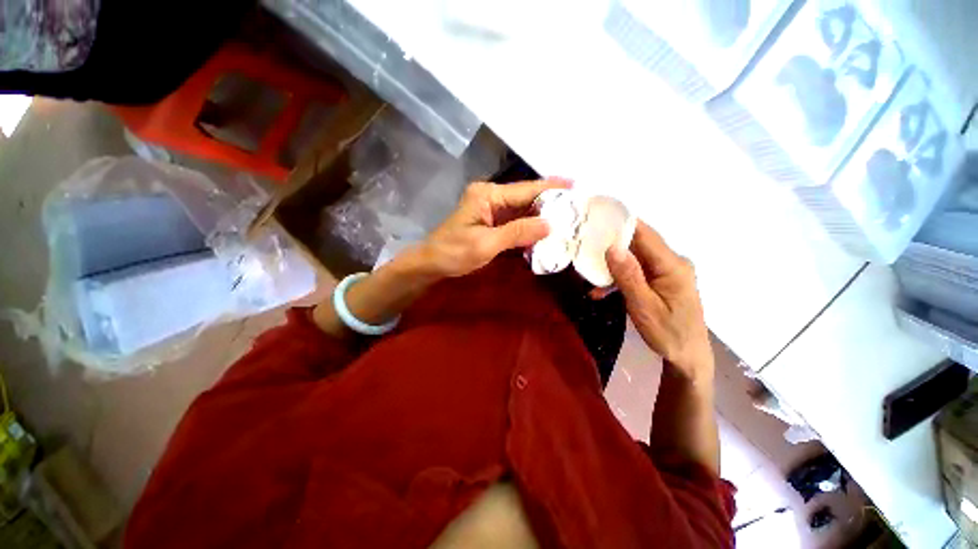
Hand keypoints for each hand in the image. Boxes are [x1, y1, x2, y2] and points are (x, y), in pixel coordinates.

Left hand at [419, 178, 572, 277]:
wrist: (432, 263)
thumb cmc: (453, 253)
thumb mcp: (485, 244)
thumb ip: (517, 232)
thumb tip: (549, 224)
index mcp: (487, 195)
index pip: (525, 190)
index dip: (551, 189)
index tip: (575, 186)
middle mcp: (491, 197)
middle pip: (526, 198)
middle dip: (550, 203)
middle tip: (576, 207)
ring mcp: (492, 209)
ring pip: (523, 211)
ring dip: (542, 216)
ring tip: (568, 218)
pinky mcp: (492, 222)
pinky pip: (516, 222)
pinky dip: (530, 228)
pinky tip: (546, 232)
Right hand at [605, 221, 712, 385]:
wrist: (688, 356)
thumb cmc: (668, 334)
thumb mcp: (644, 308)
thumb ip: (629, 277)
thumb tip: (612, 248)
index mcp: (672, 265)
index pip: (644, 234)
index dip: (620, 224)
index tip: (595, 220)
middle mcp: (672, 262)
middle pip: (637, 244)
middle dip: (610, 245)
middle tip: (584, 247)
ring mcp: (667, 271)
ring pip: (634, 258)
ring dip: (612, 266)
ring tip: (590, 276)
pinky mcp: (661, 280)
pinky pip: (637, 271)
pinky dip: (619, 277)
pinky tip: (602, 291)